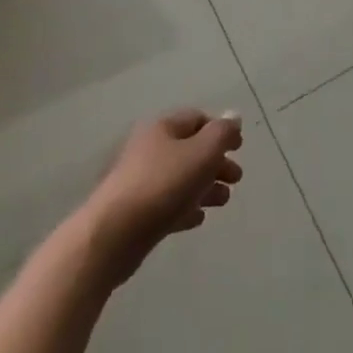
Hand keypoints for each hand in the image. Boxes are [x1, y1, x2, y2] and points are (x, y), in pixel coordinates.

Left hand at [79, 109, 243, 284]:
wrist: (113, 235)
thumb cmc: (162, 185)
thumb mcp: (202, 152)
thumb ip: (222, 133)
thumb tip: (233, 116)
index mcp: (162, 128)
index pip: (197, 118)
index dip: (221, 130)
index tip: (239, 148)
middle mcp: (148, 149)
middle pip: (190, 149)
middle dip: (216, 162)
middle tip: (236, 179)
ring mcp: (139, 181)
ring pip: (180, 178)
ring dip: (205, 186)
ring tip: (222, 202)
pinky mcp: (134, 212)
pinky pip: (166, 203)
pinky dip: (185, 207)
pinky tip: (197, 219)